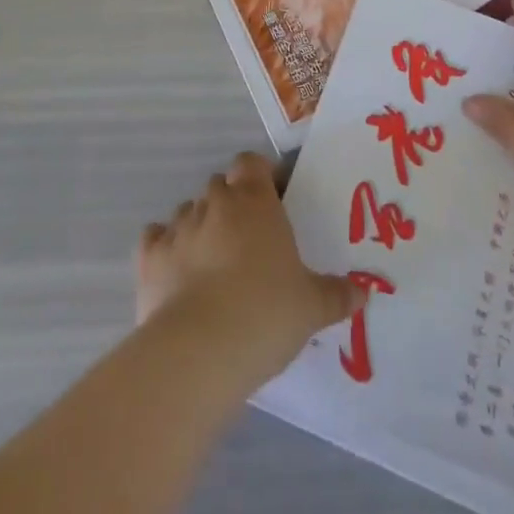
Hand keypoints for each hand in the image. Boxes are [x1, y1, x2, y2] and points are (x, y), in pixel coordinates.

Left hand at [136, 151, 363, 379]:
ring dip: (199, 227)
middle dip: (230, 204)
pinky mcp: (149, 257)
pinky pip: (155, 238)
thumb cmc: (265, 313)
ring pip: (188, 211)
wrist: (200, 350)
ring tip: (211, 263)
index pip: (251, 162)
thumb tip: (363, 292)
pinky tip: (174, 271)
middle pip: (219, 185)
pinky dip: (164, 248)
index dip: (259, 176)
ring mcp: (178, 227)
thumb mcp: (312, 307)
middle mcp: (215, 204)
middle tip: (246, 240)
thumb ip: (336, 294)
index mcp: (254, 202)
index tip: (271, 200)